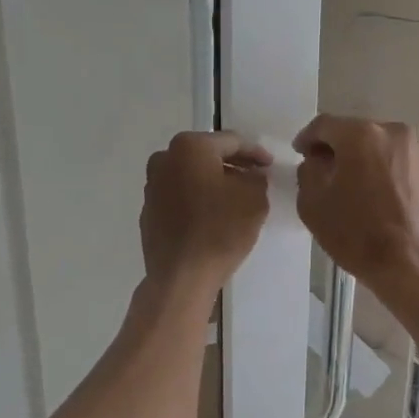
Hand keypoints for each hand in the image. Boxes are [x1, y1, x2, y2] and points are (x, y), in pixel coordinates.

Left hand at [140, 132, 271, 301]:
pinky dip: (196, 200)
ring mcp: (152, 186)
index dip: (255, 152)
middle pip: (207, 155)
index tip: (269, 165)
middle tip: (254, 177)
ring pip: (190, 175)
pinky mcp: (148, 211)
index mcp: (190, 147)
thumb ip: (256, 178)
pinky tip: (211, 216)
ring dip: (212, 182)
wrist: (182, 276)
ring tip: (234, 198)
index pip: (231, 141)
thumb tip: (250, 175)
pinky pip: (179, 196)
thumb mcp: (254, 198)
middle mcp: (164, 159)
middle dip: (232, 165)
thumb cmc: (220, 230)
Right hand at [293, 115, 418, 287]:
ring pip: (377, 146)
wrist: (411, 263)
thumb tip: (318, 161)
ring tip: (350, 184)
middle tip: (322, 170)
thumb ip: (308, 171)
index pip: (324, 125)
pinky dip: (380, 169)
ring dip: (360, 159)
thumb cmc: (356, 232)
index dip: (307, 138)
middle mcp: (392, 132)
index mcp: (360, 135)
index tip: (300, 153)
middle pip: (354, 132)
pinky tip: (373, 193)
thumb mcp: (313, 202)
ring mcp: (415, 150)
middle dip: (336, 148)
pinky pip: (395, 161)